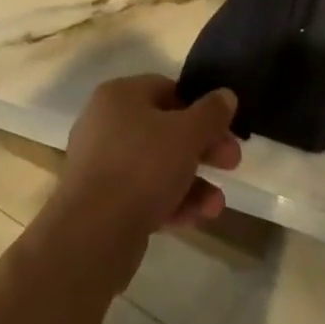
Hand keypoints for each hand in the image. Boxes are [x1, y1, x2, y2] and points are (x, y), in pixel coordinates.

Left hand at [53, 75, 242, 252]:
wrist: (92, 234)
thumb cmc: (142, 166)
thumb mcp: (187, 134)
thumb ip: (211, 113)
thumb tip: (225, 95)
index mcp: (120, 95)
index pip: (167, 89)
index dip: (200, 107)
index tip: (226, 128)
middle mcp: (106, 123)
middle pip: (165, 129)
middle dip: (202, 148)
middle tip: (232, 163)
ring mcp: (101, 165)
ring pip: (157, 166)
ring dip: (192, 182)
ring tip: (217, 204)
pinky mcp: (102, 203)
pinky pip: (143, 194)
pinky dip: (172, 202)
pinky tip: (199, 217)